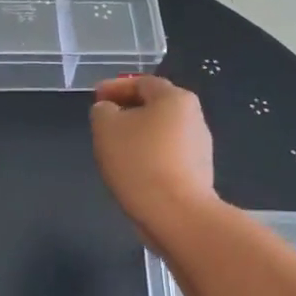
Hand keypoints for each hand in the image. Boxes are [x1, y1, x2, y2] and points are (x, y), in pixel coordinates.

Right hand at [88, 75, 215, 240]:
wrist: (176, 213)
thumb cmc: (139, 162)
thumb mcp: (106, 128)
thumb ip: (103, 111)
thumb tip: (109, 110)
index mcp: (175, 98)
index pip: (141, 82)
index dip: (115, 87)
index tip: (95, 97)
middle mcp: (194, 117)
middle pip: (155, 106)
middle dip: (128, 111)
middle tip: (104, 122)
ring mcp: (199, 147)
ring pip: (161, 132)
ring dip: (139, 135)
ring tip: (116, 150)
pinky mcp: (198, 173)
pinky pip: (167, 156)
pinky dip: (149, 156)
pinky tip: (134, 171)